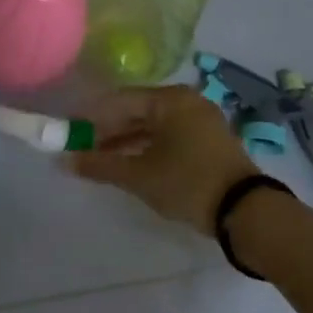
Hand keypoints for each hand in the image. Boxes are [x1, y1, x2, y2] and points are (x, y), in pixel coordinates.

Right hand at [67, 84, 258, 234]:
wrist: (249, 214)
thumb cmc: (188, 183)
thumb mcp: (139, 176)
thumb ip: (100, 165)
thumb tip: (64, 161)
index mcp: (169, 99)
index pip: (118, 100)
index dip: (91, 117)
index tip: (70, 133)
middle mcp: (186, 101)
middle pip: (136, 111)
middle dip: (108, 131)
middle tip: (83, 149)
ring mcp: (201, 120)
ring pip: (153, 125)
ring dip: (126, 141)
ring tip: (102, 159)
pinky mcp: (210, 140)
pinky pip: (169, 135)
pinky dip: (148, 147)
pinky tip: (131, 163)